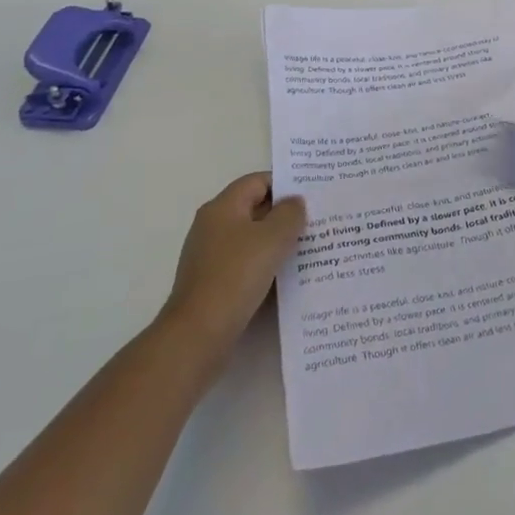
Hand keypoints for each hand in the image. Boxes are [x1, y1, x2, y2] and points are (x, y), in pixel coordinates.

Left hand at [158, 172, 306, 362]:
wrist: (198, 334)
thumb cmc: (237, 275)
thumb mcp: (273, 237)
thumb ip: (290, 213)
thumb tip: (294, 202)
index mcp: (223, 207)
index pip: (258, 181)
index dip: (286, 184)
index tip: (312, 195)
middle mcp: (212, 226)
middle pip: (254, 208)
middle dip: (284, 214)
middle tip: (316, 220)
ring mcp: (210, 255)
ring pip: (252, 238)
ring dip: (277, 242)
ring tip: (308, 247)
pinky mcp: (213, 282)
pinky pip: (245, 263)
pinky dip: (265, 264)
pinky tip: (287, 276)